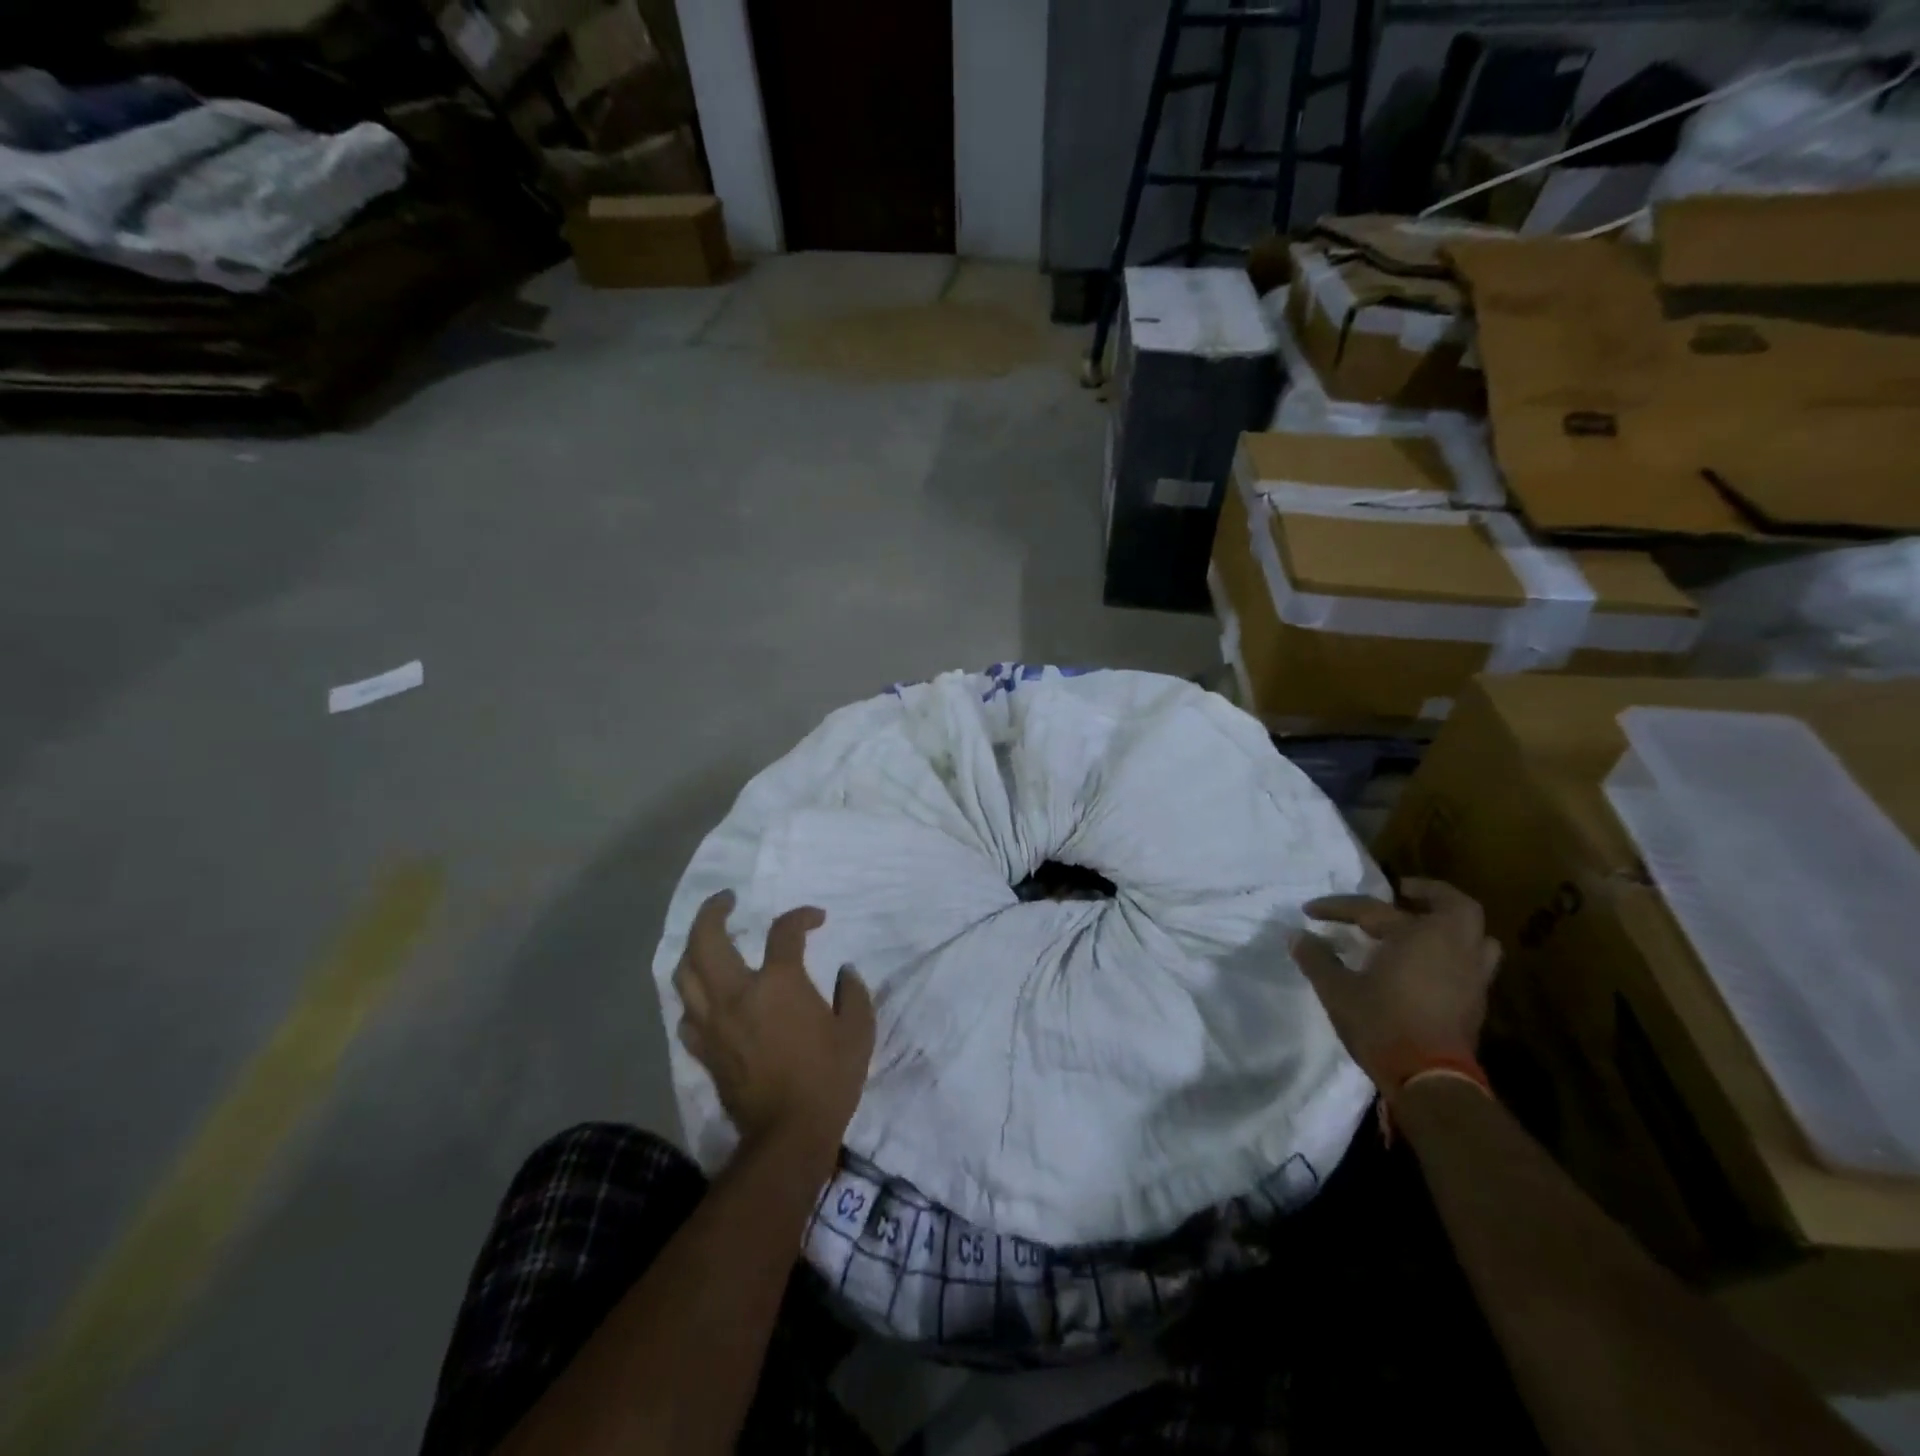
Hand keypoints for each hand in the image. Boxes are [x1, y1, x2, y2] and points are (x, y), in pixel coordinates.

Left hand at [674, 891, 875, 1167]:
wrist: (788, 1136)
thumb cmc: (828, 1079)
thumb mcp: (857, 1031)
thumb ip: (852, 994)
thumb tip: (844, 973)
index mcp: (778, 983)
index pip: (784, 931)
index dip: (802, 917)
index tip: (816, 919)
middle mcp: (737, 994)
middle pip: (707, 938)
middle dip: (713, 911)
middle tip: (726, 900)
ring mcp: (714, 1023)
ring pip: (685, 974)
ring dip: (693, 947)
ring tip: (707, 938)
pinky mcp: (703, 1050)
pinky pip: (687, 1013)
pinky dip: (694, 996)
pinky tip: (705, 994)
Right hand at [1292, 878, 1500, 1090]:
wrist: (1429, 1081)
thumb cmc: (1381, 1024)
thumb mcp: (1337, 990)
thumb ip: (1317, 959)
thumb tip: (1297, 936)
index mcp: (1417, 936)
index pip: (1371, 910)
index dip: (1336, 908)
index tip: (1309, 911)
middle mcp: (1452, 947)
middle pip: (1456, 906)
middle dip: (1431, 894)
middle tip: (1402, 893)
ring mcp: (1472, 975)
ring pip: (1478, 936)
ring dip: (1453, 925)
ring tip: (1426, 926)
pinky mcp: (1477, 1001)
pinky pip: (1476, 962)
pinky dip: (1457, 953)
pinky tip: (1432, 964)